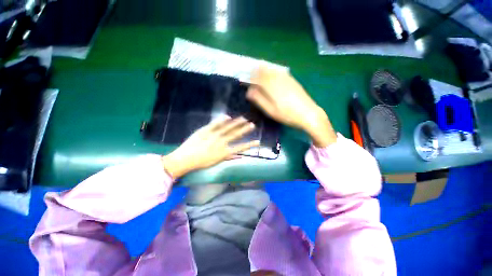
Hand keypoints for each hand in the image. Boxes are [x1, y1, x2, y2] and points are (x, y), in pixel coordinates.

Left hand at [161, 117, 259, 177]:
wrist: (185, 159)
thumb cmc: (201, 163)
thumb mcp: (216, 162)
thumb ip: (227, 157)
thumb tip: (237, 155)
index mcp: (224, 152)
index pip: (240, 148)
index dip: (250, 145)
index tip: (257, 142)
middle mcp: (222, 142)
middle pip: (236, 135)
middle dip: (245, 130)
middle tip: (252, 125)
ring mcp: (214, 135)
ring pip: (228, 128)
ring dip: (237, 123)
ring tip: (244, 119)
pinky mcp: (206, 130)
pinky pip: (216, 124)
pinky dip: (222, 120)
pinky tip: (229, 117)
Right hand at [247, 66, 336, 147]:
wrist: (308, 114)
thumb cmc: (287, 115)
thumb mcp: (270, 110)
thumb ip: (259, 99)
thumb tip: (249, 91)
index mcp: (271, 86)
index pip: (257, 77)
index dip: (250, 76)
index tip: (245, 78)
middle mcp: (278, 79)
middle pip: (265, 70)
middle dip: (256, 70)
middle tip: (251, 73)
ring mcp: (287, 78)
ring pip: (272, 70)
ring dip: (265, 69)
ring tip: (259, 70)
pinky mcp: (293, 80)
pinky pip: (280, 72)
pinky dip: (273, 71)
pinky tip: (272, 73)